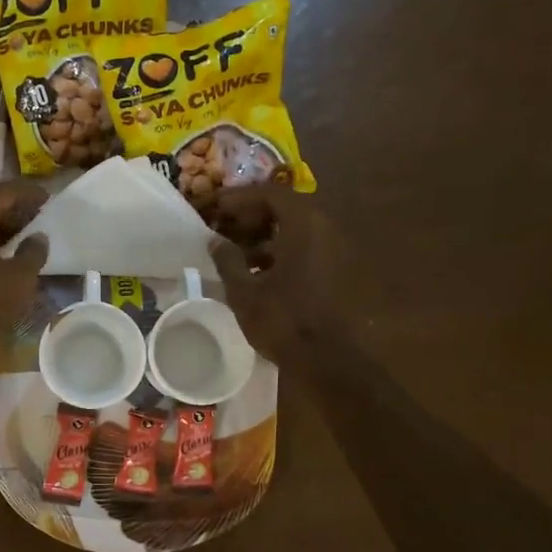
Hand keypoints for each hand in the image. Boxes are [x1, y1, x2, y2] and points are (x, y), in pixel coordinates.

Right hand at [208, 185, 343, 361]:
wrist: (329, 359)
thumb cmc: (283, 320)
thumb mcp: (244, 291)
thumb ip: (227, 260)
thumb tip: (214, 240)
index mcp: (303, 225)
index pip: (270, 192)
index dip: (239, 197)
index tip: (215, 209)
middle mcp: (324, 229)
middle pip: (285, 208)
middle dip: (251, 216)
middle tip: (223, 229)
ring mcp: (334, 250)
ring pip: (296, 230)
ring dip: (265, 236)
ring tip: (236, 254)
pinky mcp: (337, 271)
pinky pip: (306, 249)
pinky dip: (281, 252)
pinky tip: (258, 273)